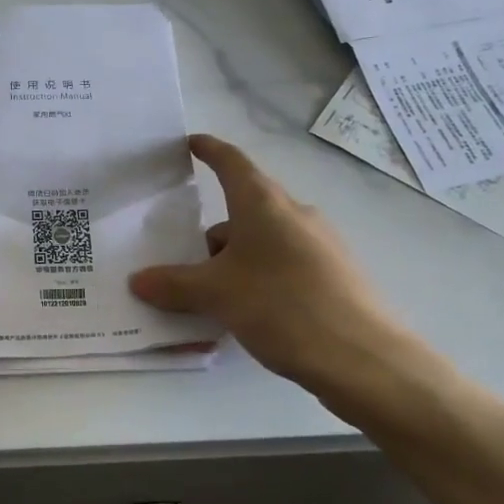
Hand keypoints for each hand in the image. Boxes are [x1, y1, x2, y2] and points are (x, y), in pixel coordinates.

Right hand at [129, 135, 453, 424]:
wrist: (365, 359)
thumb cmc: (283, 307)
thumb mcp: (217, 295)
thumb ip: (174, 284)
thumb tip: (138, 281)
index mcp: (264, 204)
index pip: (231, 162)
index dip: (208, 150)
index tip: (188, 143)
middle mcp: (294, 214)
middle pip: (243, 210)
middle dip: (212, 236)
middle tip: (183, 264)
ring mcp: (320, 245)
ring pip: (263, 242)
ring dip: (234, 262)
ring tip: (213, 301)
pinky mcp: (334, 275)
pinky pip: (283, 265)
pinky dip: (259, 279)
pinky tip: (250, 315)